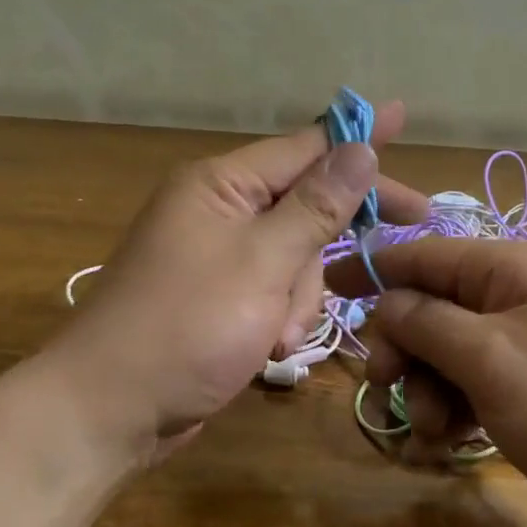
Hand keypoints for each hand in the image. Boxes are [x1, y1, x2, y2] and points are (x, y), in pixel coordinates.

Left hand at [50, 103, 427, 462]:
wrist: (110, 410)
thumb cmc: (186, 328)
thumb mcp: (262, 263)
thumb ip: (315, 206)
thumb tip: (359, 148)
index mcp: (220, 185)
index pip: (304, 147)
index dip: (357, 135)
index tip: (401, 116)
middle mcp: (218, 210)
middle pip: (305, 203)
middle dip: (337, 234)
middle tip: (415, 220)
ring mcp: (218, 257)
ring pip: (295, 256)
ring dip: (300, 296)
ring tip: (279, 333)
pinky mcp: (220, 298)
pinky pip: (273, 290)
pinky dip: (280, 316)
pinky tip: (268, 347)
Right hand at [325, 239, 526, 526]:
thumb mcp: (492, 361)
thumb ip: (428, 323)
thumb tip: (384, 299)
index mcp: (510, 268)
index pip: (424, 253)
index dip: (372, 268)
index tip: (325, 286)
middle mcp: (520, 294)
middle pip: (434, 306)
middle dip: (406, 348)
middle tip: (391, 388)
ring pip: (452, 351)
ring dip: (430, 388)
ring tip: (436, 432)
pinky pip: (480, 382)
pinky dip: (459, 406)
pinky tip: (452, 440)